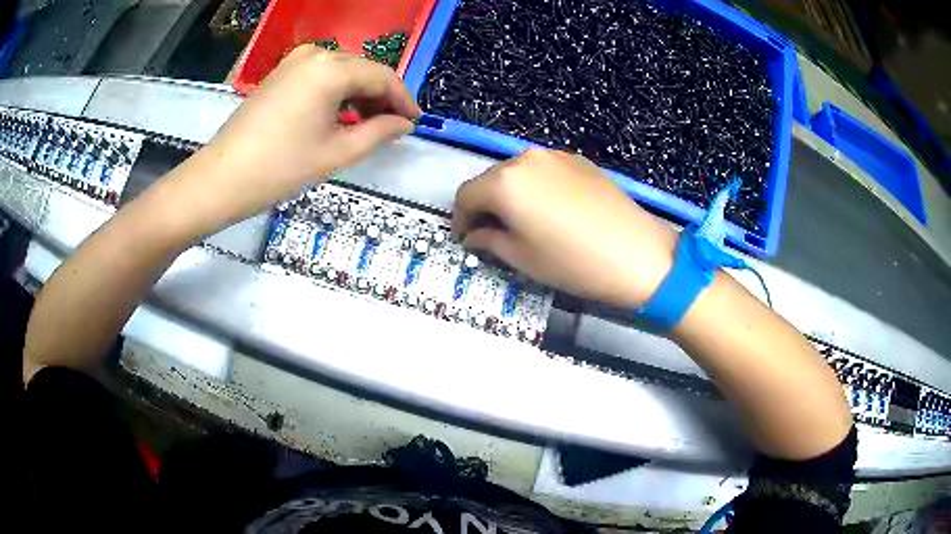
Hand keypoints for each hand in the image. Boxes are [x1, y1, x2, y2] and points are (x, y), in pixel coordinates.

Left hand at [172, 46, 419, 231]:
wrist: (221, 178)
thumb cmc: (280, 168)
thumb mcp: (337, 152)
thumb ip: (379, 132)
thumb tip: (404, 123)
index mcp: (332, 68)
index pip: (382, 76)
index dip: (403, 99)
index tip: (415, 121)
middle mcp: (316, 53)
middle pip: (363, 69)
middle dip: (382, 96)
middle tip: (394, 125)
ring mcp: (294, 60)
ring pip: (342, 71)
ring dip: (360, 94)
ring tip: (369, 123)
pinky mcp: (281, 72)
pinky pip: (321, 74)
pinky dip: (337, 92)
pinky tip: (340, 114)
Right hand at [452, 149, 678, 307]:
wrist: (638, 254)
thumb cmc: (573, 262)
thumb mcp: (522, 258)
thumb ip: (489, 241)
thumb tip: (474, 236)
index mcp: (505, 182)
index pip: (465, 195)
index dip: (459, 219)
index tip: (465, 240)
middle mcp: (525, 159)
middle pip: (490, 180)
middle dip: (484, 206)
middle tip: (490, 234)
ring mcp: (555, 156)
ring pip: (517, 173)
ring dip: (509, 196)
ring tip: (521, 223)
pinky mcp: (579, 161)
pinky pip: (543, 172)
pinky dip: (534, 188)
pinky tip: (549, 212)